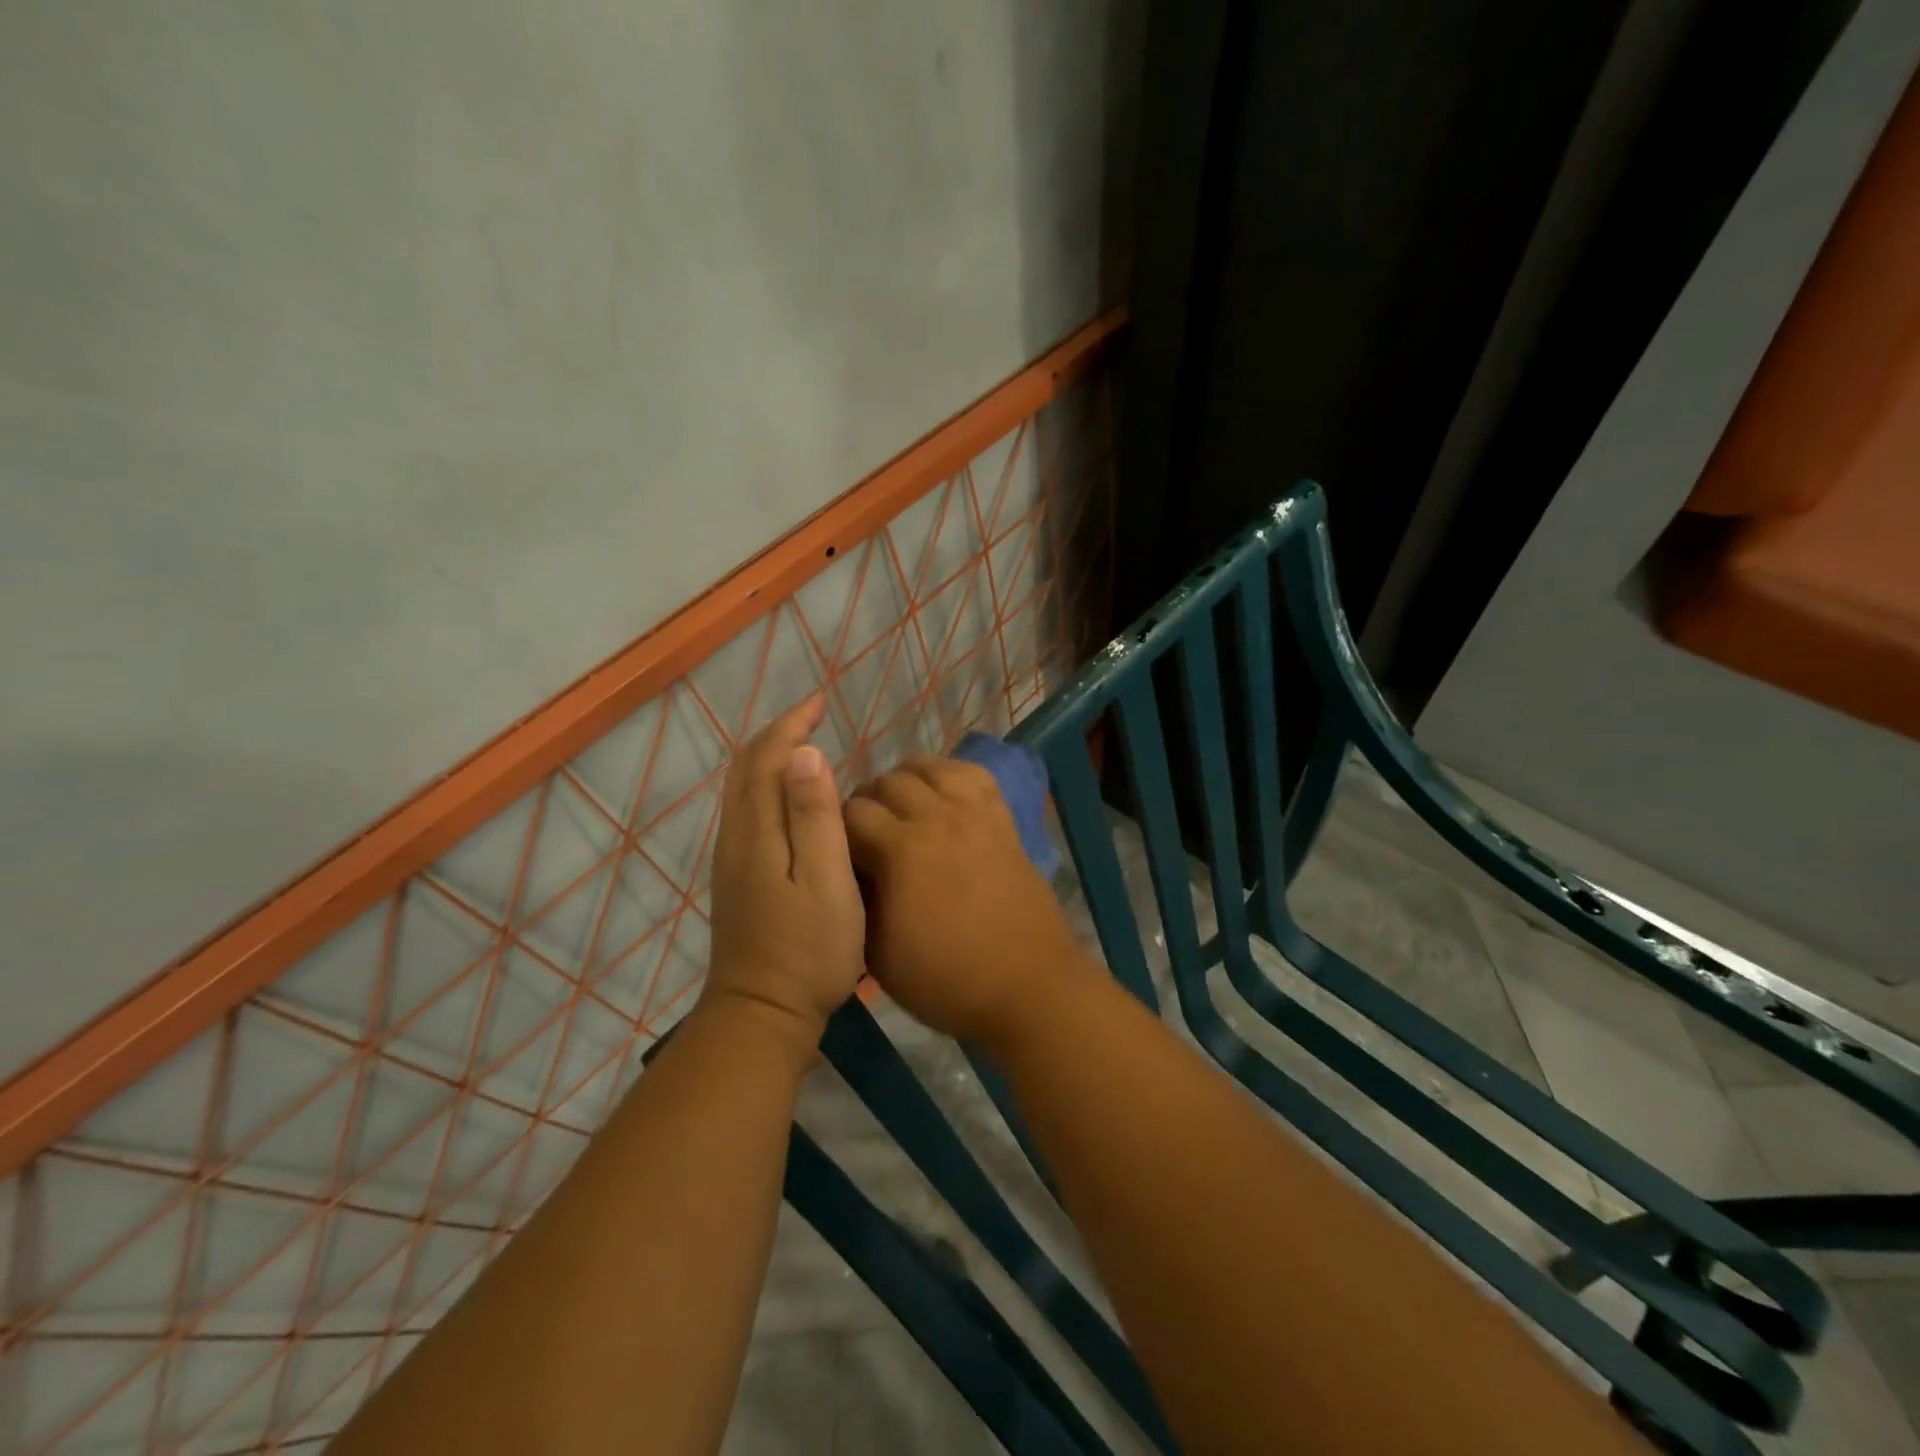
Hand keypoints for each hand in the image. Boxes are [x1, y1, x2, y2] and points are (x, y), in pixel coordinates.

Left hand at [704, 695, 864, 1045]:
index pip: (767, 758)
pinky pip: (746, 810)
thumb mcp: (825, 881)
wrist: (761, 1014)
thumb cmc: (808, 950)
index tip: (820, 701)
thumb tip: (805, 753)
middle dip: (778, 733)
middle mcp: (736, 837)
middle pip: (746, 768)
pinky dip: (766, 784)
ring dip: (769, 756)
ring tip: (804, 745)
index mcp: (757, 832)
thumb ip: (814, 817)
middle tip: (813, 714)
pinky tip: (790, 797)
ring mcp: (732, 859)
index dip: (792, 724)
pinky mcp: (738, 878)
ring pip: (742, 789)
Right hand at [843, 756, 1090, 1042]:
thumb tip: (848, 870)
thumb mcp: (877, 954)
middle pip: (888, 781)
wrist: (1027, 986)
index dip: (836, 828)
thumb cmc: (946, 979)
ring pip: (930, 767)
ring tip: (902, 809)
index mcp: (902, 850)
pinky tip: (943, 798)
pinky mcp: (1003, 819)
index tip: (836, 851)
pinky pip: (974, 775)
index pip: (852, 812)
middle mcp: (937, 818)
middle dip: (868, 802)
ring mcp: (975, 814)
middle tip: (867, 834)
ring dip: (907, 781)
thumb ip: (856, 901)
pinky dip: (950, 776)